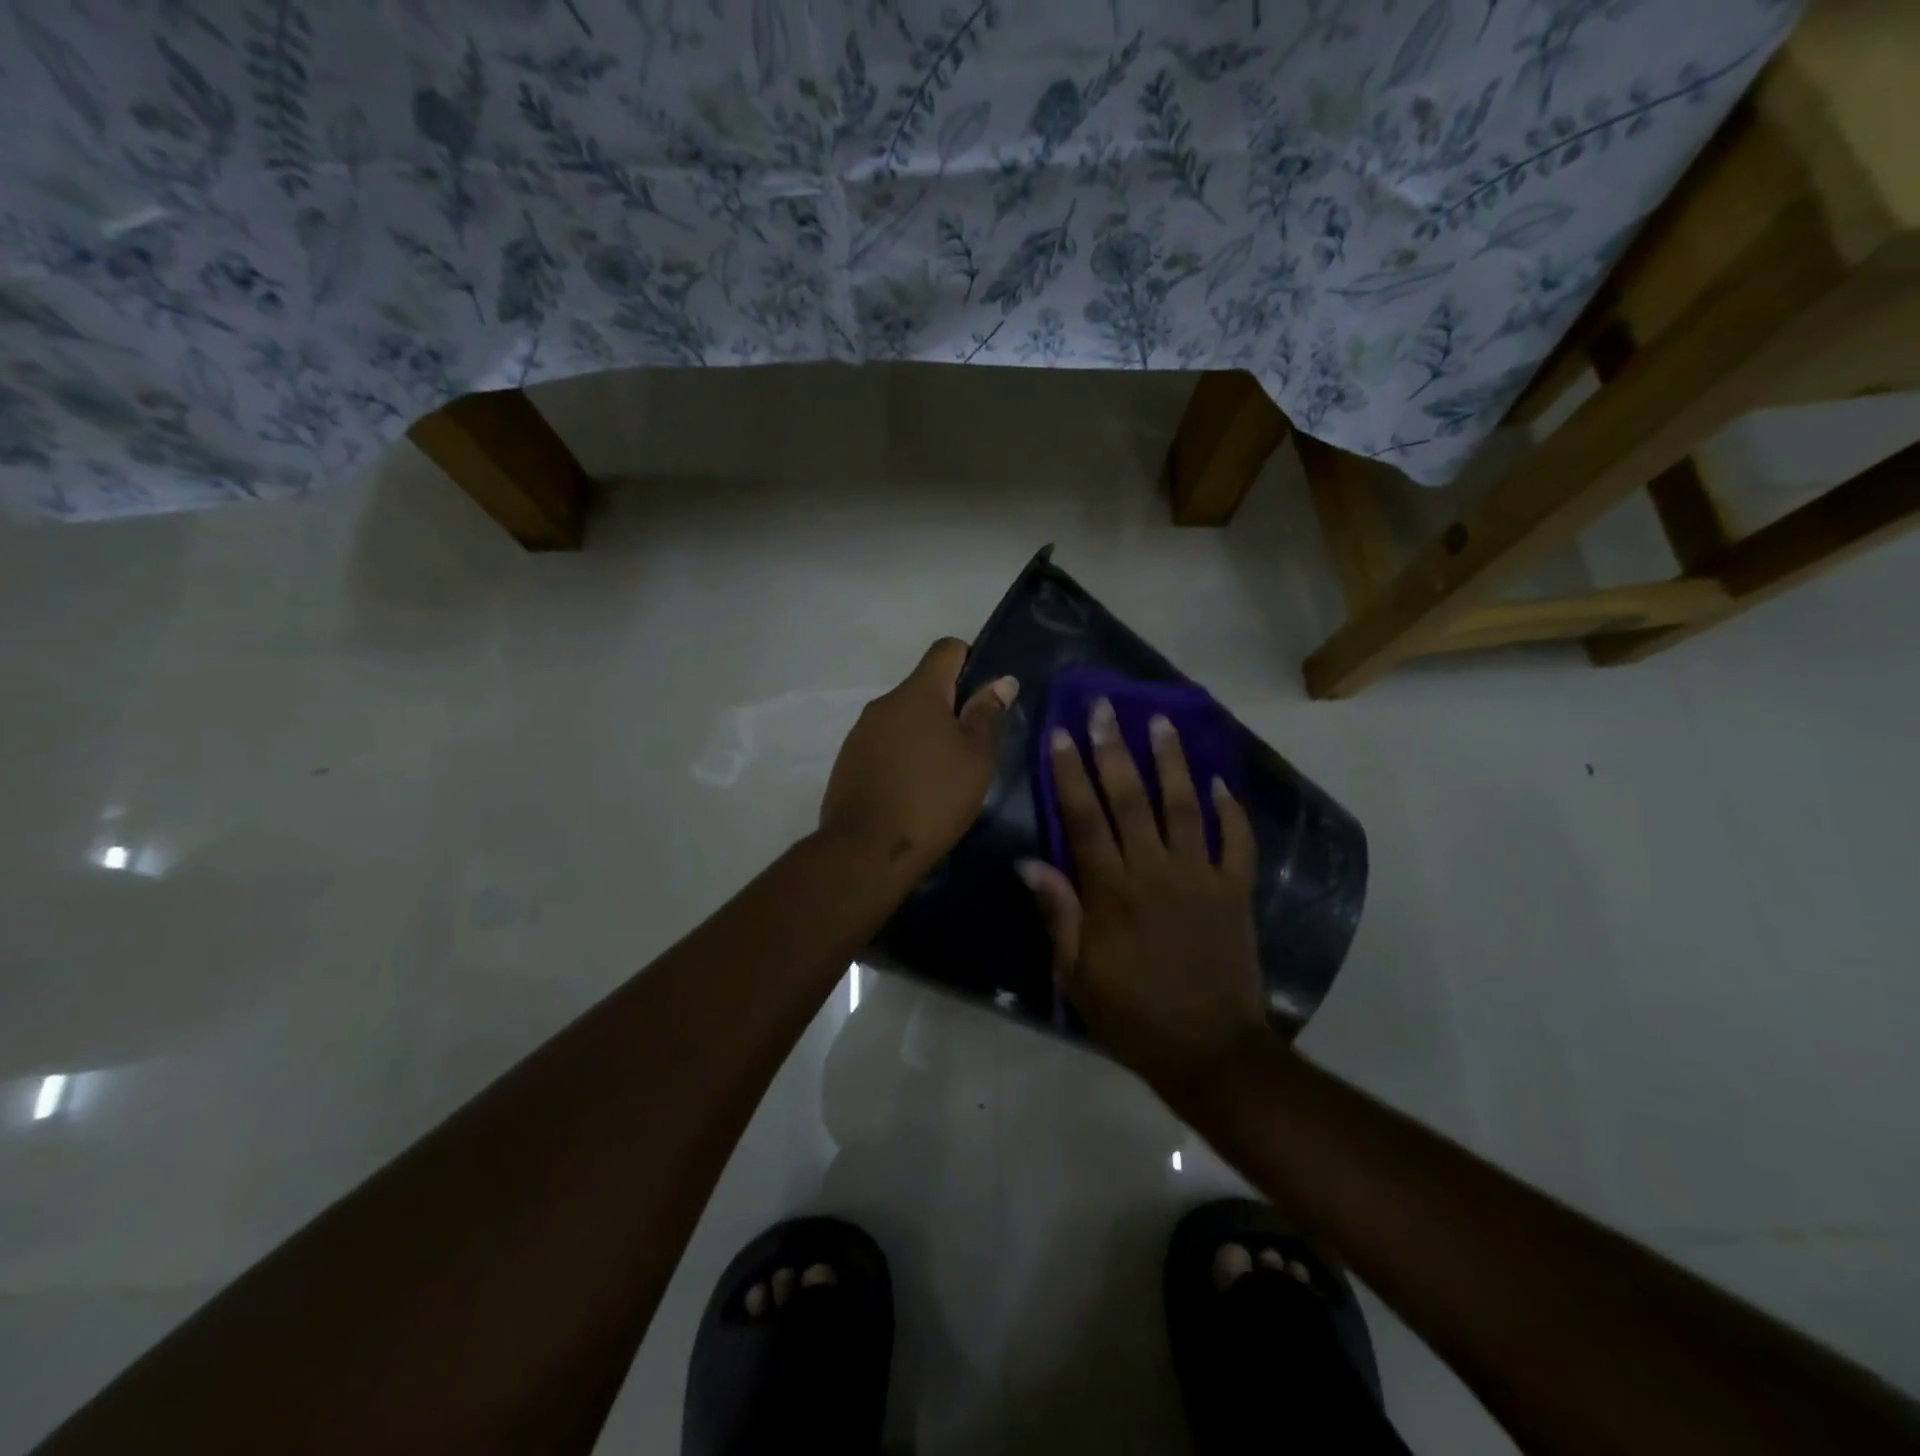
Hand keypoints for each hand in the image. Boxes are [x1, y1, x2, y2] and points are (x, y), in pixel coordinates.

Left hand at [819, 638, 1016, 875]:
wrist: (867, 849)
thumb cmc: (934, 797)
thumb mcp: (975, 757)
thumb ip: (987, 714)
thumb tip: (1001, 681)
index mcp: (918, 692)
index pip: (946, 649)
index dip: (970, 660)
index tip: (985, 696)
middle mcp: (884, 702)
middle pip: (924, 687)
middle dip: (950, 706)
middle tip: (972, 745)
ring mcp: (861, 731)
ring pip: (903, 718)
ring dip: (924, 733)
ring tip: (943, 773)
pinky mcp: (848, 760)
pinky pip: (884, 744)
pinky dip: (902, 755)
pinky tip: (913, 789)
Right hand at [1019, 700, 1269, 1101]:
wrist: (1209, 1050)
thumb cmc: (1132, 1015)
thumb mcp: (1076, 975)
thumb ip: (1058, 914)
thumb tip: (1030, 863)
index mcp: (1111, 892)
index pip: (1084, 818)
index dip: (1069, 773)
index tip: (1060, 733)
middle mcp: (1155, 871)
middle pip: (1130, 798)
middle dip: (1113, 748)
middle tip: (1104, 707)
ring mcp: (1201, 877)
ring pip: (1183, 806)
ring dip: (1170, 761)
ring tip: (1160, 721)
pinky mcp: (1235, 891)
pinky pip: (1236, 841)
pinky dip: (1231, 810)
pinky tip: (1219, 782)